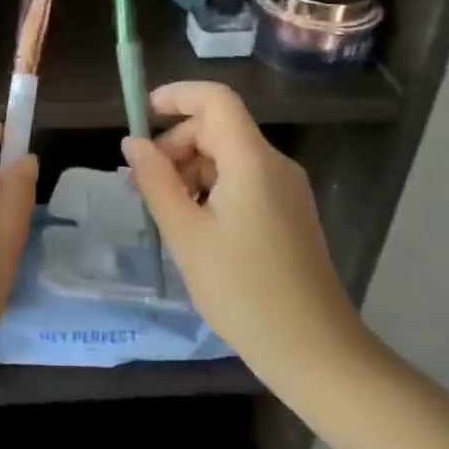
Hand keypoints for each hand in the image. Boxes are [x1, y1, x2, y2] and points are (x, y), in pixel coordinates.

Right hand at [122, 81, 367, 389]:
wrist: (315, 351)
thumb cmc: (244, 291)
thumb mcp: (187, 236)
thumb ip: (156, 182)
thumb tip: (133, 143)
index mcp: (252, 160)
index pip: (215, 99)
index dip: (176, 96)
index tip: (140, 116)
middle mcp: (274, 164)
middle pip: (218, 128)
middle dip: (175, 144)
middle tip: (141, 184)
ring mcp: (285, 190)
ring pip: (228, 156)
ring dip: (189, 170)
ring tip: (162, 210)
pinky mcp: (287, 213)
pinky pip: (242, 181)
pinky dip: (210, 189)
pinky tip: (192, 225)